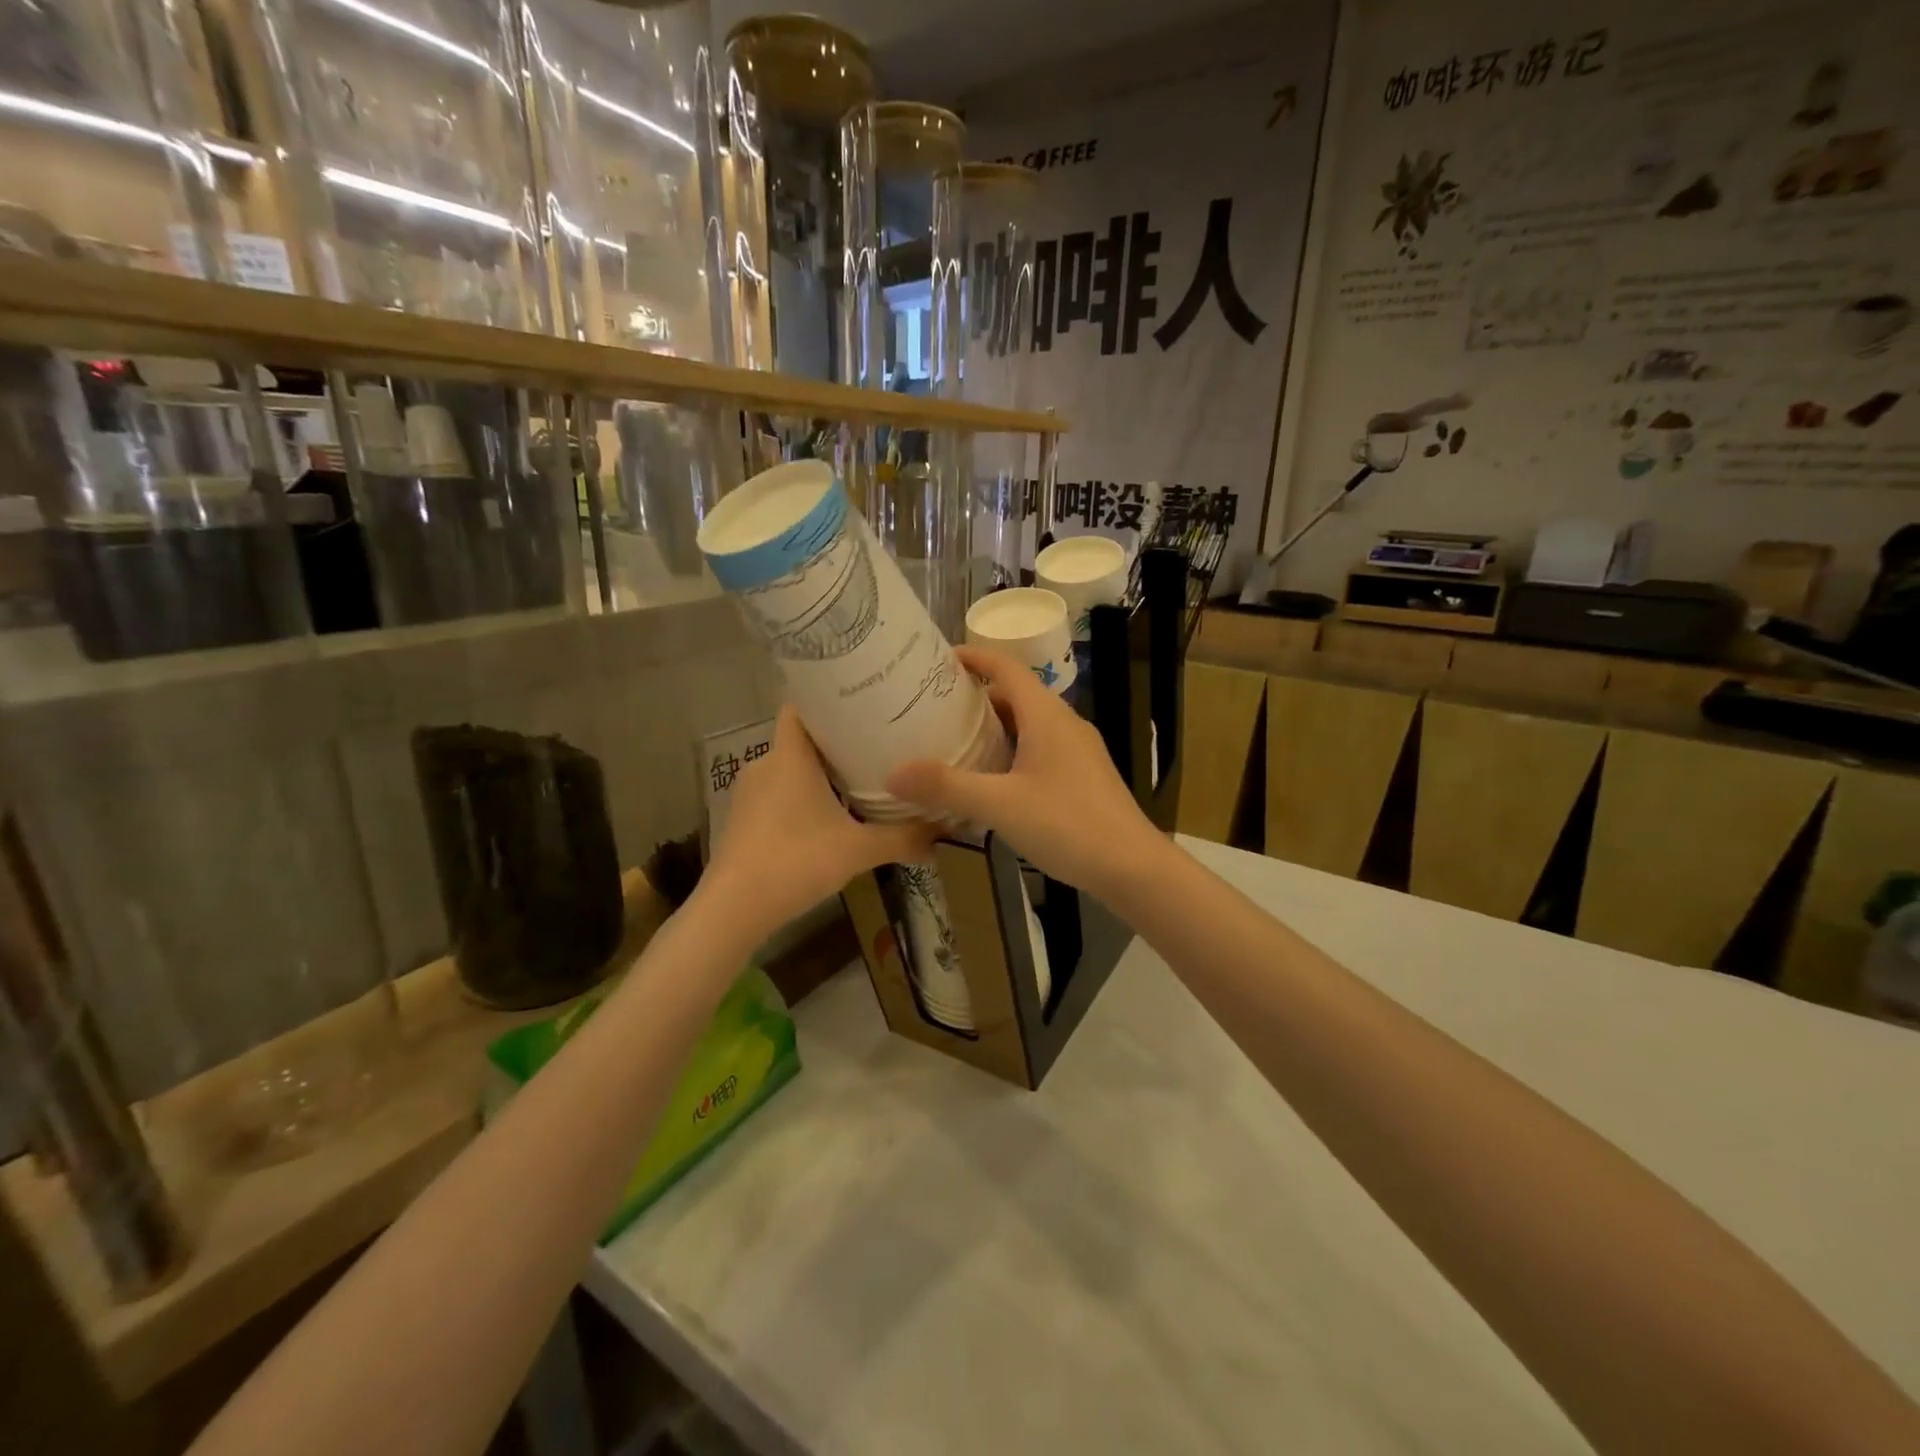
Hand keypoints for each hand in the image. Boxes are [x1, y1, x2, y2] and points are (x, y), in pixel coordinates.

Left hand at [701, 707, 934, 938]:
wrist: (734, 908)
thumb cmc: (796, 861)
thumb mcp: (859, 850)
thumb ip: (903, 838)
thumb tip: (944, 834)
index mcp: (790, 756)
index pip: (801, 705)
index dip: (828, 698)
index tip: (861, 701)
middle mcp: (765, 764)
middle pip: (801, 738)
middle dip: (835, 740)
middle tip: (875, 742)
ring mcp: (749, 793)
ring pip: (789, 768)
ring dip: (818, 772)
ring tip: (857, 778)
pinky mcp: (743, 819)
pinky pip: (777, 793)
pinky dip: (800, 796)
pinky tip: (826, 816)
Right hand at [886, 646, 1159, 895]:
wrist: (1133, 867)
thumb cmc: (1068, 825)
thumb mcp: (999, 805)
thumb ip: (946, 787)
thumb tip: (894, 774)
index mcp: (1046, 716)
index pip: (1006, 667)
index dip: (973, 657)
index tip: (937, 660)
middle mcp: (1064, 724)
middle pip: (1015, 695)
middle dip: (975, 697)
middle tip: (934, 709)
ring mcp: (1078, 751)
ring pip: (1029, 725)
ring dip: (994, 728)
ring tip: (954, 743)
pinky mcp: (1083, 776)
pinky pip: (1040, 750)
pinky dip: (1011, 753)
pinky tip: (992, 782)